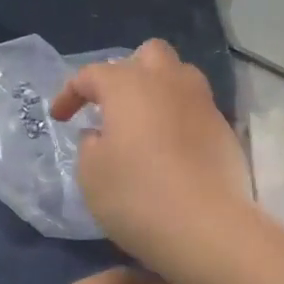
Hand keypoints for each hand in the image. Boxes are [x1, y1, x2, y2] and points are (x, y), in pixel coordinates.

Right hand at [49, 38, 252, 265]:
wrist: (207, 228)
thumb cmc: (137, 195)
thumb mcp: (91, 174)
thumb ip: (89, 144)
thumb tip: (100, 134)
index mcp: (128, 85)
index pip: (91, 74)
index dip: (70, 93)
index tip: (60, 118)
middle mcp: (168, 82)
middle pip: (148, 54)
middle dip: (127, 71)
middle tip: (113, 105)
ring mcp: (202, 104)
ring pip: (179, 76)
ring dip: (158, 89)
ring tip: (143, 122)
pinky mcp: (224, 130)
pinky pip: (196, 108)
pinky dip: (179, 118)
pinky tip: (170, 148)